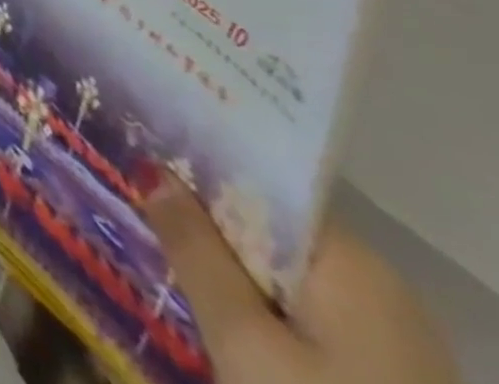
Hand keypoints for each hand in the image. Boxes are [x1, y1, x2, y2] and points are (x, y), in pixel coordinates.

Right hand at [144, 180, 461, 383]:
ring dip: (225, 270)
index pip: (256, 187)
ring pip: (282, 276)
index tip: (135, 164)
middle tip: (134, 214)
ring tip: (163, 265)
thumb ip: (194, 249)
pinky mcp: (385, 375)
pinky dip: (257, 308)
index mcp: (353, 263)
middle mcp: (380, 288)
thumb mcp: (242, 340)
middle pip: (269, 232)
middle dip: (203, 226)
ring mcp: (392, 340)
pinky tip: (219, 321)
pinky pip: (304, 316)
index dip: (193, 173)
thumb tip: (152, 169)